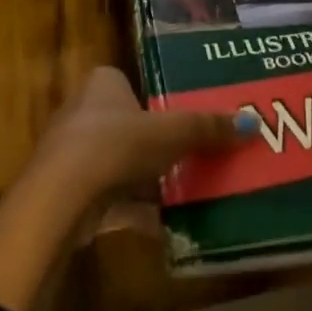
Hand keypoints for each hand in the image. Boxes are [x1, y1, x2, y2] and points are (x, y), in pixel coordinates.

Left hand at [27, 66, 248, 216]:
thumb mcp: (170, 133)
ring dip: (149, 181)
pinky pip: (113, 201)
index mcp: (102, 84)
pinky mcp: (71, 197)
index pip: (129, 82)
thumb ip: (207, 128)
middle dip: (157, 144)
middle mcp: (83, 113)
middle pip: (129, 125)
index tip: (185, 118)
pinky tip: (169, 228)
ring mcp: (73, 156)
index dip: (156, 98)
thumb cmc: (114, 145)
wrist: (58, 202)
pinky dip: (138, 212)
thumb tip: (252, 123)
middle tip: (194, 156)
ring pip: (121, 165)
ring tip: (189, 192)